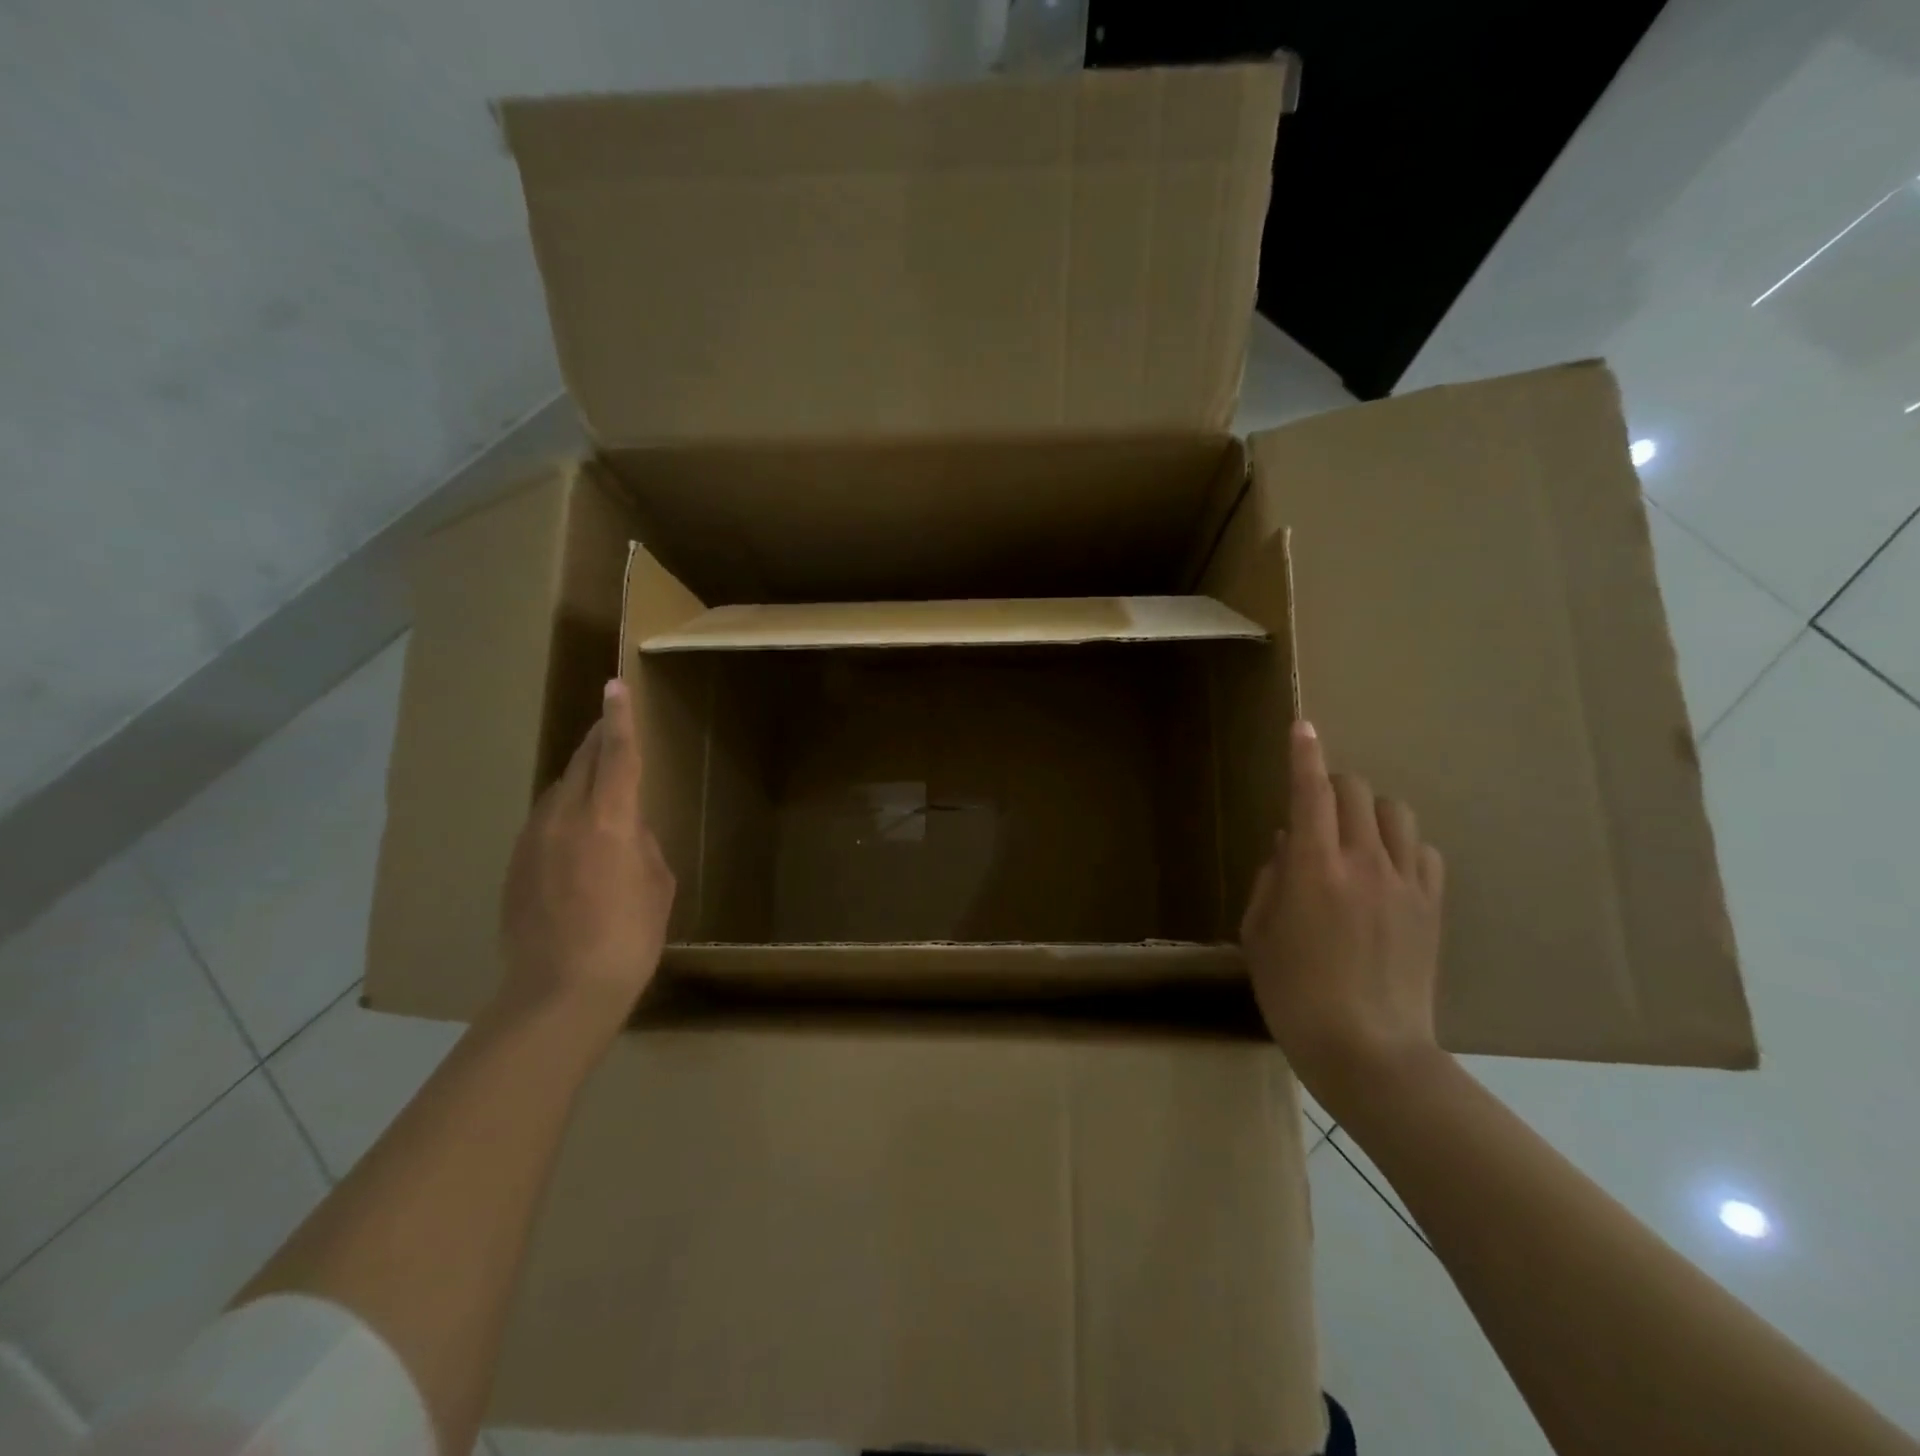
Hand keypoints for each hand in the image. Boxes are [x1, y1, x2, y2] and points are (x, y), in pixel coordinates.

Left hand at [498, 679, 674, 1049]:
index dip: (620, 718)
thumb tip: (628, 832)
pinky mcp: (515, 865)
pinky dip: (564, 812)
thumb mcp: (657, 885)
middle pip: (581, 764)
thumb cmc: (628, 937)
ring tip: (598, 777)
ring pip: (558, 791)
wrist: (559, 992)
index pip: (617, 754)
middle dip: (598, 740)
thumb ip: (642, 845)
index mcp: (609, 819)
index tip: (616, 685)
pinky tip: (576, 835)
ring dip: (580, 776)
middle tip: (612, 724)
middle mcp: (564, 818)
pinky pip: (544, 821)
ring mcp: (533, 841)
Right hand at [1240, 720, 1445, 1106]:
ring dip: (1370, 811)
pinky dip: (1402, 846)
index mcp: (1313, 867)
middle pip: (1357, 791)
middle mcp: (1363, 862)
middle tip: (1315, 809)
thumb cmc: (1294, 993)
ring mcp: (1405, 883)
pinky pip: (1423, 852)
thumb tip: (1289, 845)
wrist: (1369, 1051)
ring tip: (1354, 836)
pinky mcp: (1432, 907)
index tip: (1302, 726)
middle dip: (1332, 785)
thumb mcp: (1259, 934)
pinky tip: (1387, 869)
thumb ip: (1272, 879)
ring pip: (1397, 813)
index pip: (1310, 792)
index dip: (1304, 754)